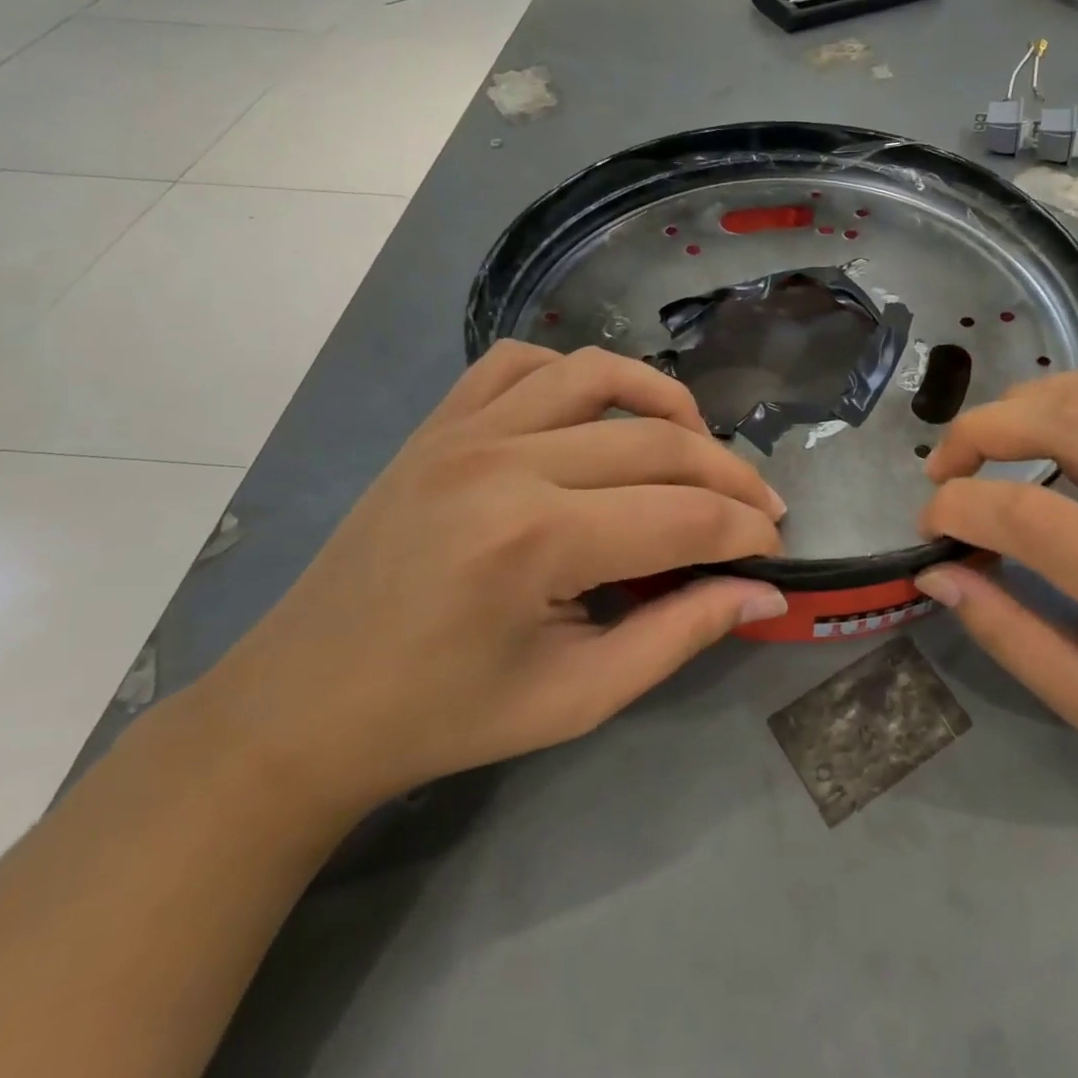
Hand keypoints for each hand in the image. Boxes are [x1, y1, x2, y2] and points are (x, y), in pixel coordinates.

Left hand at [194, 343, 788, 813]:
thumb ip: (680, 635)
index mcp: (536, 540)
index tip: (775, 551)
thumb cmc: (444, 716)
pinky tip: (599, 415)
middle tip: (760, 510)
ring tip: (697, 446)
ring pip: (600, 373)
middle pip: (658, 441)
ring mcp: (465, 429)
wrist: (303, 706)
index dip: (746, 532)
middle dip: (730, 476)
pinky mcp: (439, 422)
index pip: (685, 516)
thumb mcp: (577, 697)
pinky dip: (578, 375)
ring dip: (667, 402)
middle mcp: (506, 461)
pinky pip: (522, 361)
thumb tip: (765, 594)